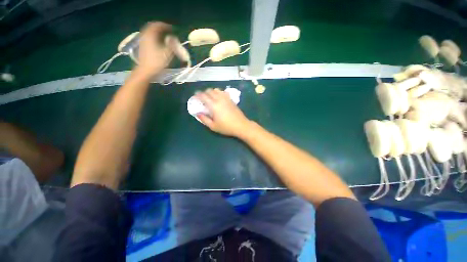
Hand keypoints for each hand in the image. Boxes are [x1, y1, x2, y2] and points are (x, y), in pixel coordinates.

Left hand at [136, 22, 173, 76]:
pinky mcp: (142, 46)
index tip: (172, 29)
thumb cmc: (157, 62)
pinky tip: (158, 41)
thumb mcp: (167, 53)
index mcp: (151, 35)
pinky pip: (148, 37)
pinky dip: (153, 36)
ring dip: (156, 32)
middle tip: (167, 31)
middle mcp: (145, 35)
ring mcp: (142, 40)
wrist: (145, 70)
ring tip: (163, 36)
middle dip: (160, 28)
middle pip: (152, 27)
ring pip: (149, 32)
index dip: (166, 26)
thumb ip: (172, 45)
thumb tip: (174, 39)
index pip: (158, 25)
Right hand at [196, 88, 251, 136]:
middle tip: (202, 98)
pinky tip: (219, 98)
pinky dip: (219, 93)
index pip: (203, 96)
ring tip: (210, 97)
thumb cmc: (226, 127)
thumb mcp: (213, 126)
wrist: (241, 125)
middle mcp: (219, 99)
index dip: (197, 94)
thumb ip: (204, 119)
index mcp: (213, 105)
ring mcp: (226, 98)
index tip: (195, 96)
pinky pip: (223, 92)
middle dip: (204, 92)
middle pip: (209, 90)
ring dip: (211, 92)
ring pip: (217, 90)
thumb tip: (197, 113)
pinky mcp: (231, 99)